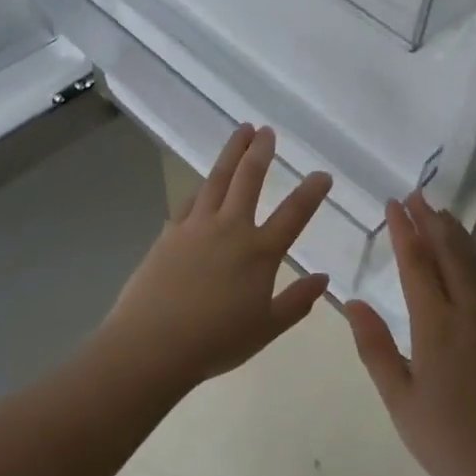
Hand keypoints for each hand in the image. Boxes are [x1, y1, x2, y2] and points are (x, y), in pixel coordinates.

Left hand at [95, 124, 332, 394]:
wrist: (152, 344)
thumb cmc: (215, 341)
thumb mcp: (267, 328)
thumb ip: (297, 302)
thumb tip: (323, 278)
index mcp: (259, 252)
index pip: (294, 213)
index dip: (311, 191)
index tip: (322, 174)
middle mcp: (230, 229)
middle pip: (249, 178)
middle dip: (261, 151)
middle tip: (267, 130)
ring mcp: (196, 226)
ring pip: (217, 178)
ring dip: (231, 152)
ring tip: (240, 132)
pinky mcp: (170, 233)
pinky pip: (190, 201)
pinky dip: (201, 188)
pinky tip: (204, 185)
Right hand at [344, 192, 475, 475]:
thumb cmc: (452, 441)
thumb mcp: (400, 401)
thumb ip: (375, 348)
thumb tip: (353, 302)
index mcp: (437, 325)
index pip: (417, 263)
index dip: (404, 230)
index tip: (393, 203)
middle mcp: (470, 311)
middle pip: (449, 252)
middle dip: (430, 220)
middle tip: (415, 194)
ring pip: (475, 262)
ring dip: (455, 233)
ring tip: (440, 213)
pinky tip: (472, 259)